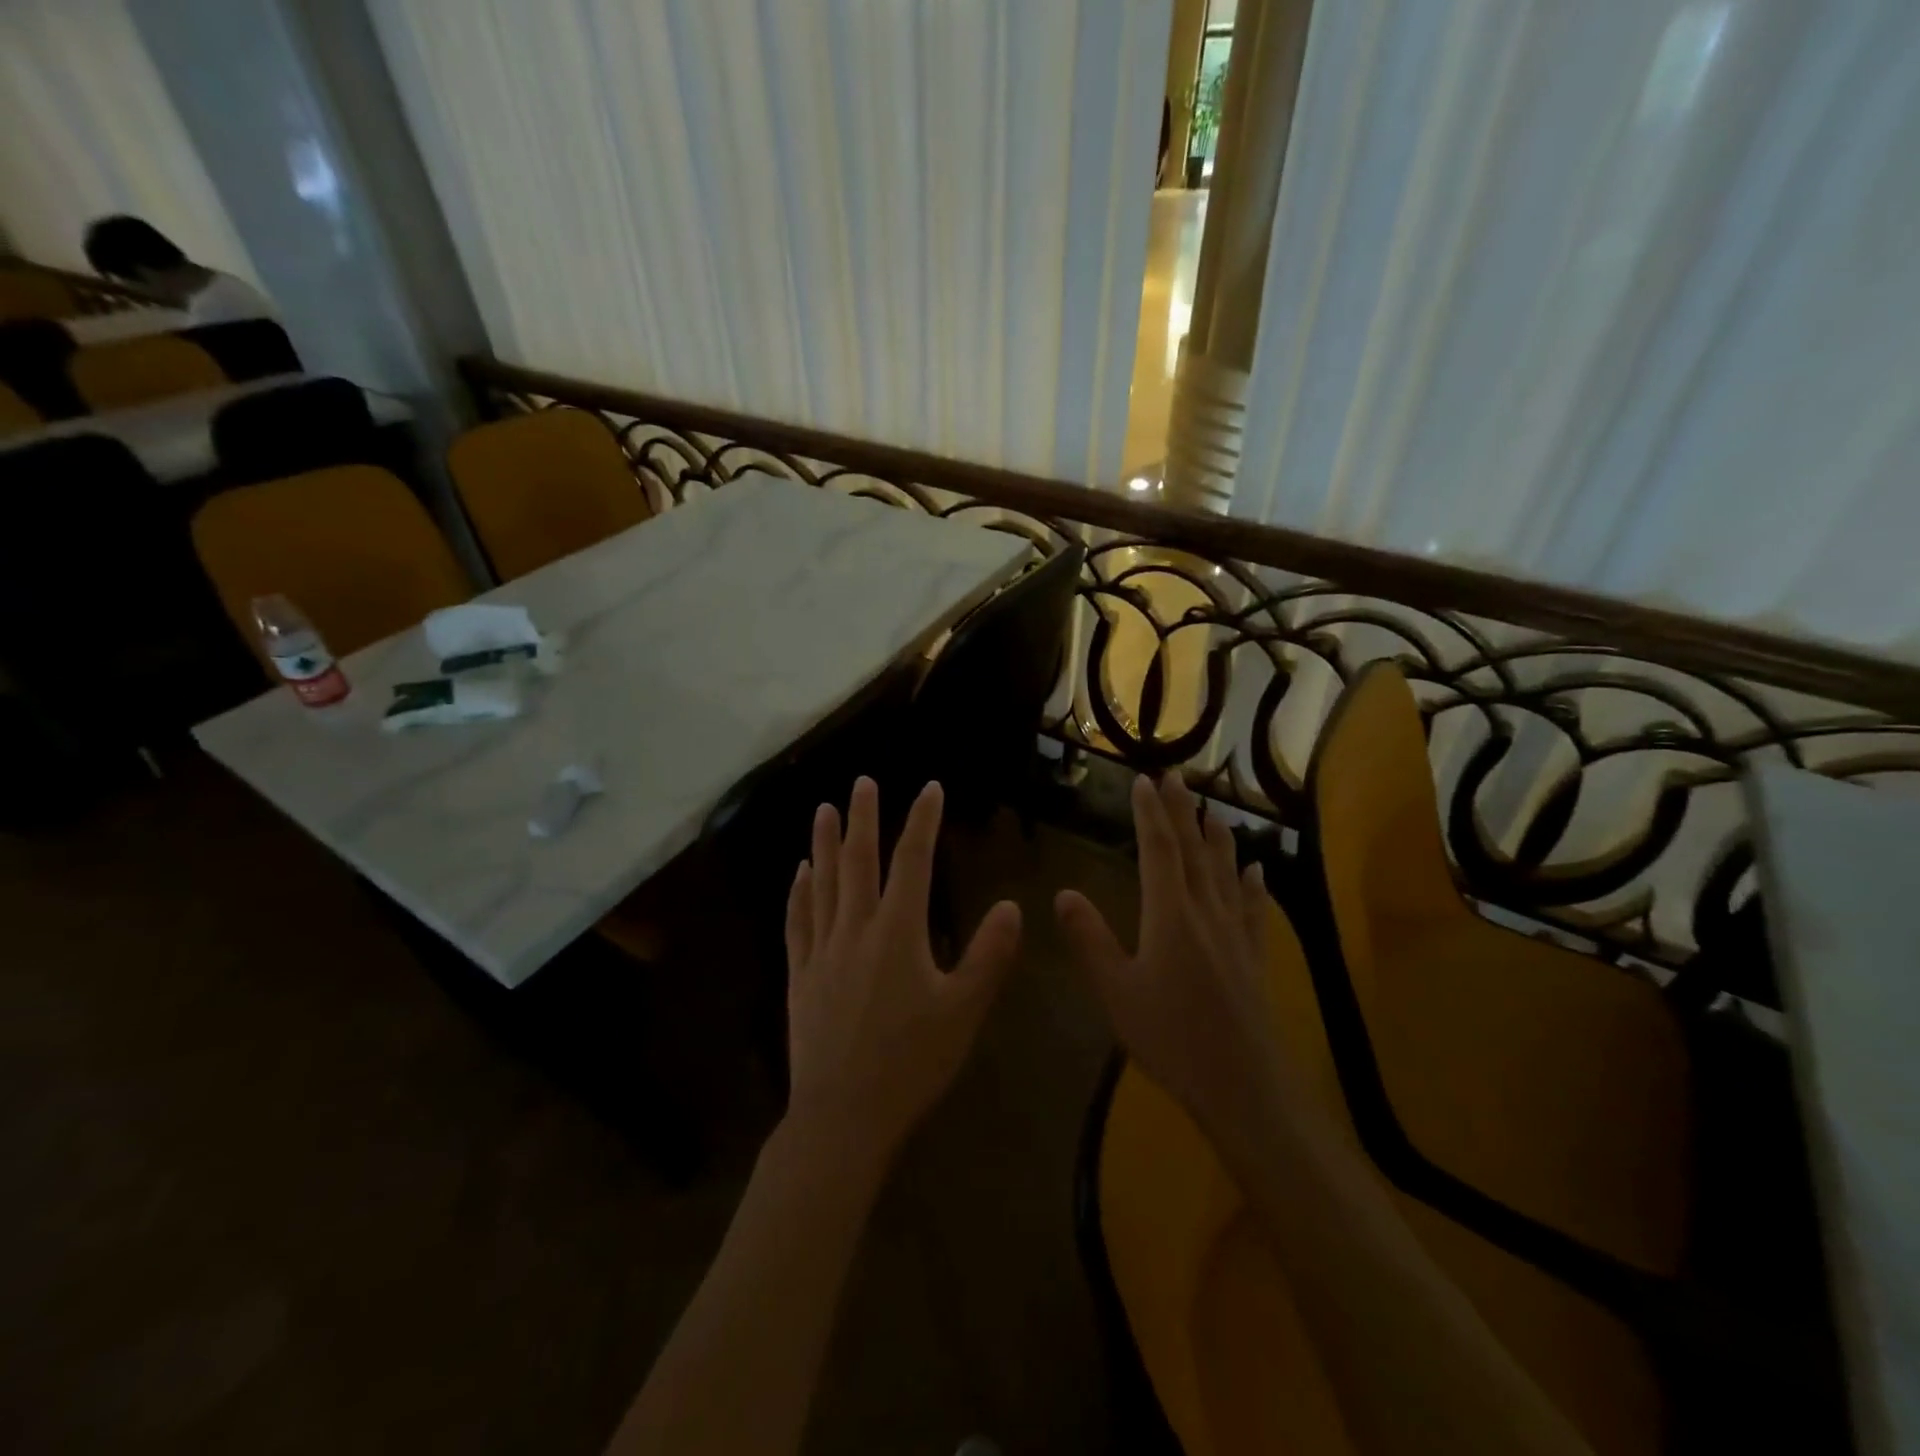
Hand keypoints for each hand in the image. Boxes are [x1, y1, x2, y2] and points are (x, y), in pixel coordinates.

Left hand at [784, 776, 1022, 1167]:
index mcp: (898, 933)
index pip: (913, 862)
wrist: (843, 1116)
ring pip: (822, 883)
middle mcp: (856, 929)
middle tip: (863, 782)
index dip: (922, 821)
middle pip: (859, 862)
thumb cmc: (911, 1063)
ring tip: (824, 809)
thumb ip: (989, 956)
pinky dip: (799, 892)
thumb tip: (1013, 906)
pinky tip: (799, 872)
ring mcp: (822, 951)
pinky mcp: (799, 975)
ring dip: (824, 843)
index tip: (930, 789)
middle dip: (863, 818)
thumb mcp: (964, 1011)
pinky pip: (798, 921)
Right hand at [1055, 773, 1282, 1136]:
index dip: (1150, 813)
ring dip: (1218, 837)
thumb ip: (1089, 940)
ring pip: (1226, 872)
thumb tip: (1063, 893)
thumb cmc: (1171, 1037)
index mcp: (1169, 915)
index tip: (1142, 781)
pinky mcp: (1255, 957)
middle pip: (1194, 850)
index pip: (1159, 850)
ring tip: (1213, 810)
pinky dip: (1252, 885)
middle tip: (1175, 775)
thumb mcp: (1116, 991)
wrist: (1243, 1086)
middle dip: (1182, 810)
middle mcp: (1206, 912)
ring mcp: (1236, 934)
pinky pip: (1254, 909)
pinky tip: (1256, 871)